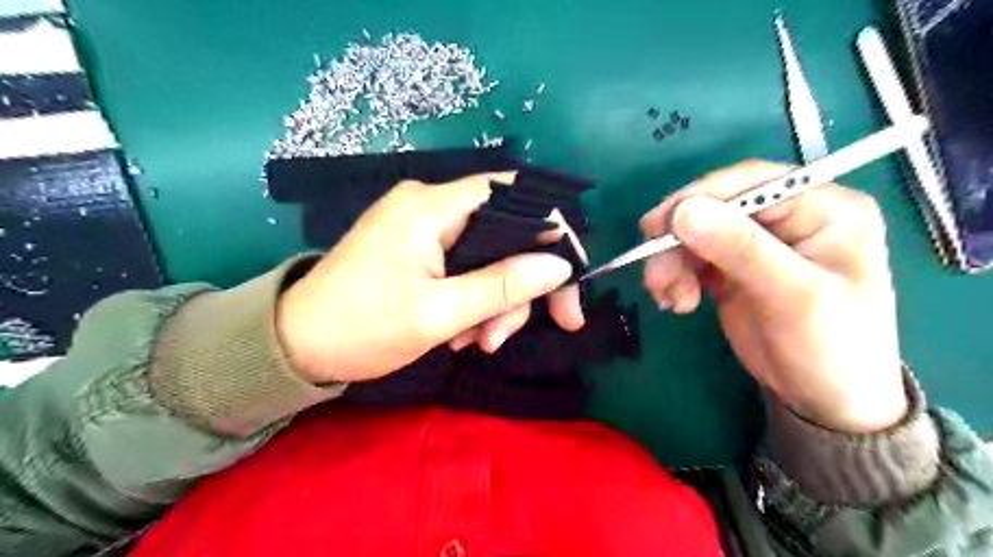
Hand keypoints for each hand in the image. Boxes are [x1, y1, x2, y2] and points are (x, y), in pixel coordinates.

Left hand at [274, 174, 583, 382]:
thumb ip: (501, 286)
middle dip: (516, 286)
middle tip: (505, 336)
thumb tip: (559, 266)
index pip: (514, 195)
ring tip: (473, 343)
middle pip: (505, 232)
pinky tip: (459, 334)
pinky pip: (466, 268)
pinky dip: (473, 302)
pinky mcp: (419, 250)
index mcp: (430, 206)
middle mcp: (430, 205)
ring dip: (493, 303)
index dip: (551, 232)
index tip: (566, 282)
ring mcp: (424, 228)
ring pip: (489, 256)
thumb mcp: (437, 314)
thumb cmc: (360, 328)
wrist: (295, 347)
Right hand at [645, 158, 905, 429]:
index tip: (658, 226)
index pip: (753, 182)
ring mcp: (757, 243)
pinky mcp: (732, 268)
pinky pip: (692, 259)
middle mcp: (788, 218)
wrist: (825, 401)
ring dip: (672, 262)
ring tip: (668, 297)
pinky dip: (676, 276)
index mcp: (824, 208)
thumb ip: (741, 249)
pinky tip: (676, 302)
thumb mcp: (793, 296)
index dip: (701, 198)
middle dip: (679, 239)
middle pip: (716, 207)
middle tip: (654, 273)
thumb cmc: (831, 348)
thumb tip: (684, 211)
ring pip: (697, 233)